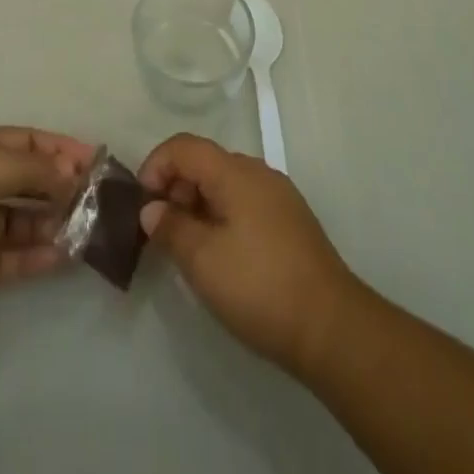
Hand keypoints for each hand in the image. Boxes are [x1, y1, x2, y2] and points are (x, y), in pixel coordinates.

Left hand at [0, 127, 94, 339]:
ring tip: (87, 232)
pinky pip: (8, 259)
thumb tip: (71, 176)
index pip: (25, 141)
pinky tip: (62, 258)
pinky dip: (34, 257)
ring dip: (52, 223)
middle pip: (25, 181)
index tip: (96, 162)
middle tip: (98, 203)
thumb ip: (29, 170)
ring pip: (20, 221)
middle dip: (60, 187)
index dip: (60, 148)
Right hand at [138, 134, 356, 374]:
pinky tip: (221, 255)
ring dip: (198, 205)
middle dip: (175, 189)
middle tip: (162, 233)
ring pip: (225, 184)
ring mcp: (278, 195)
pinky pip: (245, 202)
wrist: (331, 326)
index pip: (184, 146)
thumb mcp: (203, 260)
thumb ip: (171, 228)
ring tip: (188, 248)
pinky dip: (222, 216)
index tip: (142, 206)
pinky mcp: (290, 220)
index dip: (155, 166)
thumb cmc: (259, 287)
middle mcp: (258, 172)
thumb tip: (152, 209)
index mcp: (235, 172)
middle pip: (205, 162)